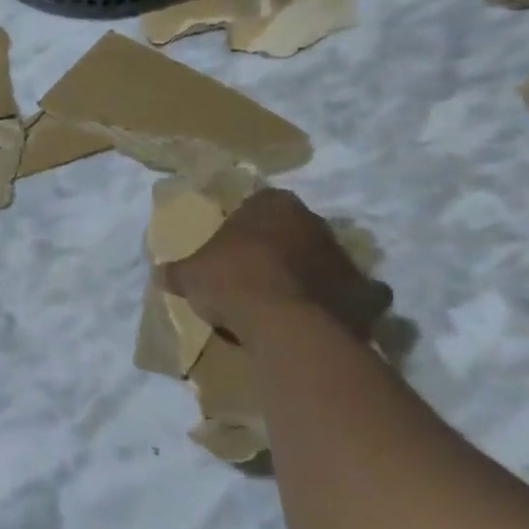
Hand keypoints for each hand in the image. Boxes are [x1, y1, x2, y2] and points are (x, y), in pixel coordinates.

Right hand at [162, 189, 391, 344]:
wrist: (284, 325)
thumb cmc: (232, 282)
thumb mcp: (189, 275)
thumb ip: (179, 271)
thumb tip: (162, 274)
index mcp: (274, 206)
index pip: (260, 203)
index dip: (245, 224)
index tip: (232, 245)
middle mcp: (316, 223)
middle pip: (297, 230)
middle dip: (282, 247)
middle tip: (258, 272)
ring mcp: (346, 258)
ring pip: (327, 260)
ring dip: (313, 275)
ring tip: (288, 300)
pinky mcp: (366, 295)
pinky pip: (357, 297)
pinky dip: (346, 305)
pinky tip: (325, 318)